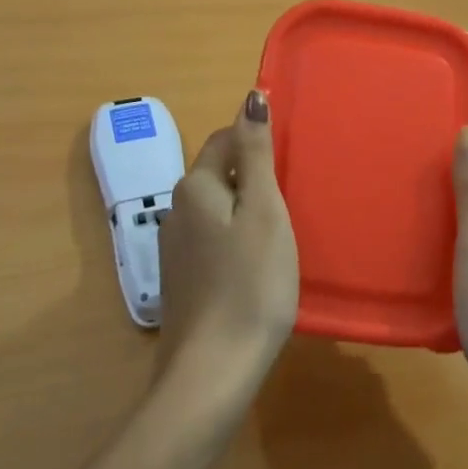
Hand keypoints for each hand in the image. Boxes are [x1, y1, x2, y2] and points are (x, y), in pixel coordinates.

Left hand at [158, 91, 299, 383]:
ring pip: (215, 207)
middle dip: (252, 175)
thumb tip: (251, 97)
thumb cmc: (251, 283)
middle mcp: (176, 210)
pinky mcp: (182, 279)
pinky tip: (257, 264)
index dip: (257, 141)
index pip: (225, 139)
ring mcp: (175, 247)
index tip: (290, 163)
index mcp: (194, 187)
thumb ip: (255, 153)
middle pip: (217, 172)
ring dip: (244, 208)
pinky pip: (212, 239)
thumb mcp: (264, 210)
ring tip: (281, 230)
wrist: (213, 371)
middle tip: (292, 198)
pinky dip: (235, 238)